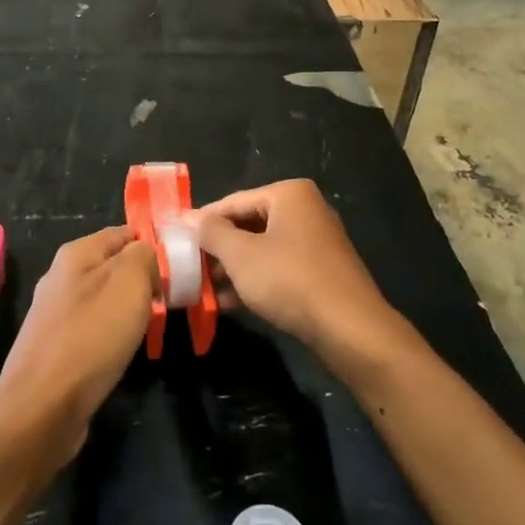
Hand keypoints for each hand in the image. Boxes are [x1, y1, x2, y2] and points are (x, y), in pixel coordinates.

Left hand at [0, 226, 157, 465]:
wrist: (42, 407)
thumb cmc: (91, 337)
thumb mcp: (129, 282)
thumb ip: (143, 257)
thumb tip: (147, 256)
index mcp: (76, 253)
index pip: (123, 233)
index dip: (153, 245)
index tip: (179, 266)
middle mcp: (61, 277)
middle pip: (113, 266)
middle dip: (143, 279)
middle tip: (170, 299)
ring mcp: (55, 314)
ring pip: (104, 299)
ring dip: (129, 309)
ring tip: (153, 326)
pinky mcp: (55, 347)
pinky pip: (94, 329)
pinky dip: (113, 335)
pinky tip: (125, 351)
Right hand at [190, 180, 396, 360]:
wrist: (350, 330)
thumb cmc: (290, 280)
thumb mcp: (240, 255)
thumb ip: (210, 232)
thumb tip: (186, 218)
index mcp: (289, 194)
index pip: (232, 202)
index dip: (201, 221)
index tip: (174, 237)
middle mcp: (305, 210)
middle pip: (248, 224)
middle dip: (217, 247)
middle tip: (186, 264)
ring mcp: (316, 242)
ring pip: (261, 248)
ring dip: (232, 267)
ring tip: (201, 286)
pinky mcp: (321, 272)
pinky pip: (278, 268)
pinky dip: (254, 280)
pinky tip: (227, 302)